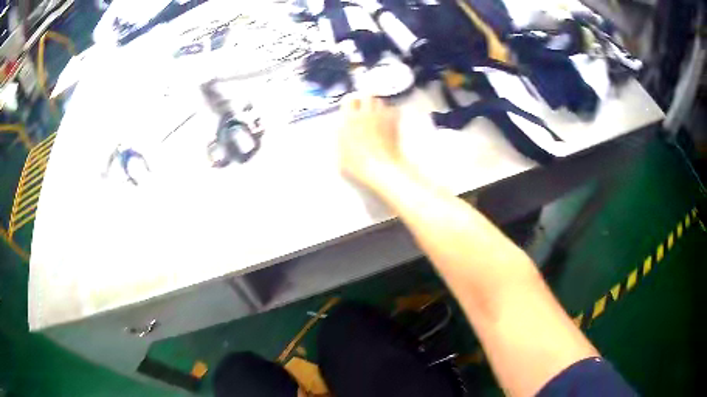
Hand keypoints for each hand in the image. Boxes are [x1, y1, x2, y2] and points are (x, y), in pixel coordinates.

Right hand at [338, 95, 402, 186]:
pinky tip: (389, 120)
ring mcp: (381, 116)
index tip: (351, 108)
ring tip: (377, 114)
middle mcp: (365, 113)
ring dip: (377, 105)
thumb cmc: (359, 165)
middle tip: (365, 108)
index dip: (351, 103)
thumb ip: (340, 138)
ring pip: (380, 101)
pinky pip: (393, 109)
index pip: (349, 100)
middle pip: (366, 95)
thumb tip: (342, 128)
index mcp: (350, 119)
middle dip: (365, 100)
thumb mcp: (341, 153)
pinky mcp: (394, 122)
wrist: (382, 168)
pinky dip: (391, 112)